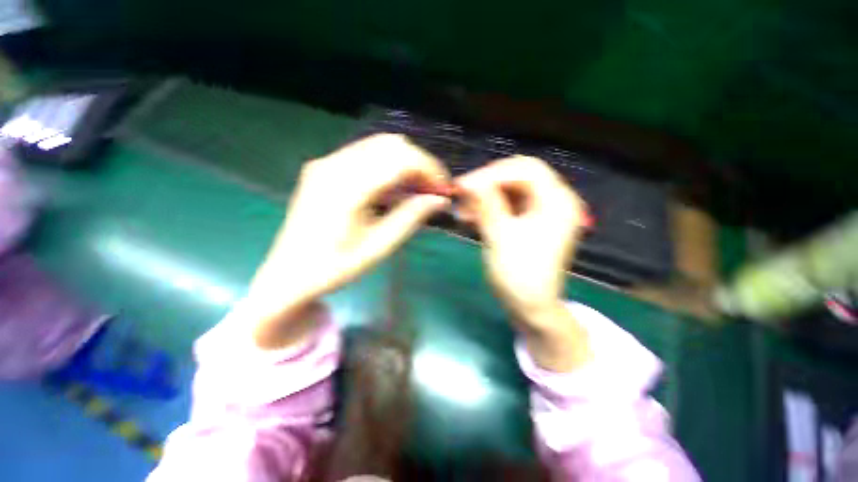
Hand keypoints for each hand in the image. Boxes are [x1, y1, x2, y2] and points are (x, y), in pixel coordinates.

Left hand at [247, 134, 450, 348]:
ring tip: (418, 190)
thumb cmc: (334, 268)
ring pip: (379, 146)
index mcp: (346, 187)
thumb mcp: (379, 247)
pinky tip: (394, 189)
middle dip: (420, 164)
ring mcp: (326, 163)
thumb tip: (441, 199)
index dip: (429, 169)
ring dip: (405, 163)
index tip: (445, 189)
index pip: (400, 159)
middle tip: (433, 191)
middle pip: (391, 145)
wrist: (288, 274)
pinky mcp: (324, 167)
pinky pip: (365, 155)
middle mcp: (334, 164)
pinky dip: (388, 166)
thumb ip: (411, 217)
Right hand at [457, 156, 590, 370]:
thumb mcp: (500, 236)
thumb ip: (486, 204)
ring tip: (462, 211)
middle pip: (517, 176)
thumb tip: (470, 181)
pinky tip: (470, 217)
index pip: (525, 169)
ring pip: (509, 190)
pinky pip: (507, 205)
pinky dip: (488, 208)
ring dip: (484, 197)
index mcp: (557, 201)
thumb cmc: (518, 275)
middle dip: (486, 183)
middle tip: (461, 194)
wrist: (530, 307)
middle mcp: (554, 201)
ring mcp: (542, 211)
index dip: (492, 173)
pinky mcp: (530, 222)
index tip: (464, 186)